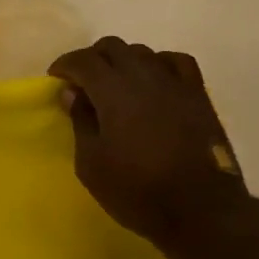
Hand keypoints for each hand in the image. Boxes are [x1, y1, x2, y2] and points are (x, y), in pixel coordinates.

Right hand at [48, 37, 251, 258]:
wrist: (202, 212)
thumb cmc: (138, 191)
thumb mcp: (92, 164)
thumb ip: (80, 122)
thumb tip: (73, 93)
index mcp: (113, 90)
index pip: (83, 60)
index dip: (65, 65)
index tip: (56, 78)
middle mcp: (143, 75)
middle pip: (112, 47)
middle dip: (92, 58)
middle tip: (82, 82)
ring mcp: (174, 82)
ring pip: (142, 52)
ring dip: (123, 61)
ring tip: (116, 84)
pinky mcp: (198, 94)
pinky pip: (175, 62)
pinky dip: (159, 64)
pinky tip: (155, 80)